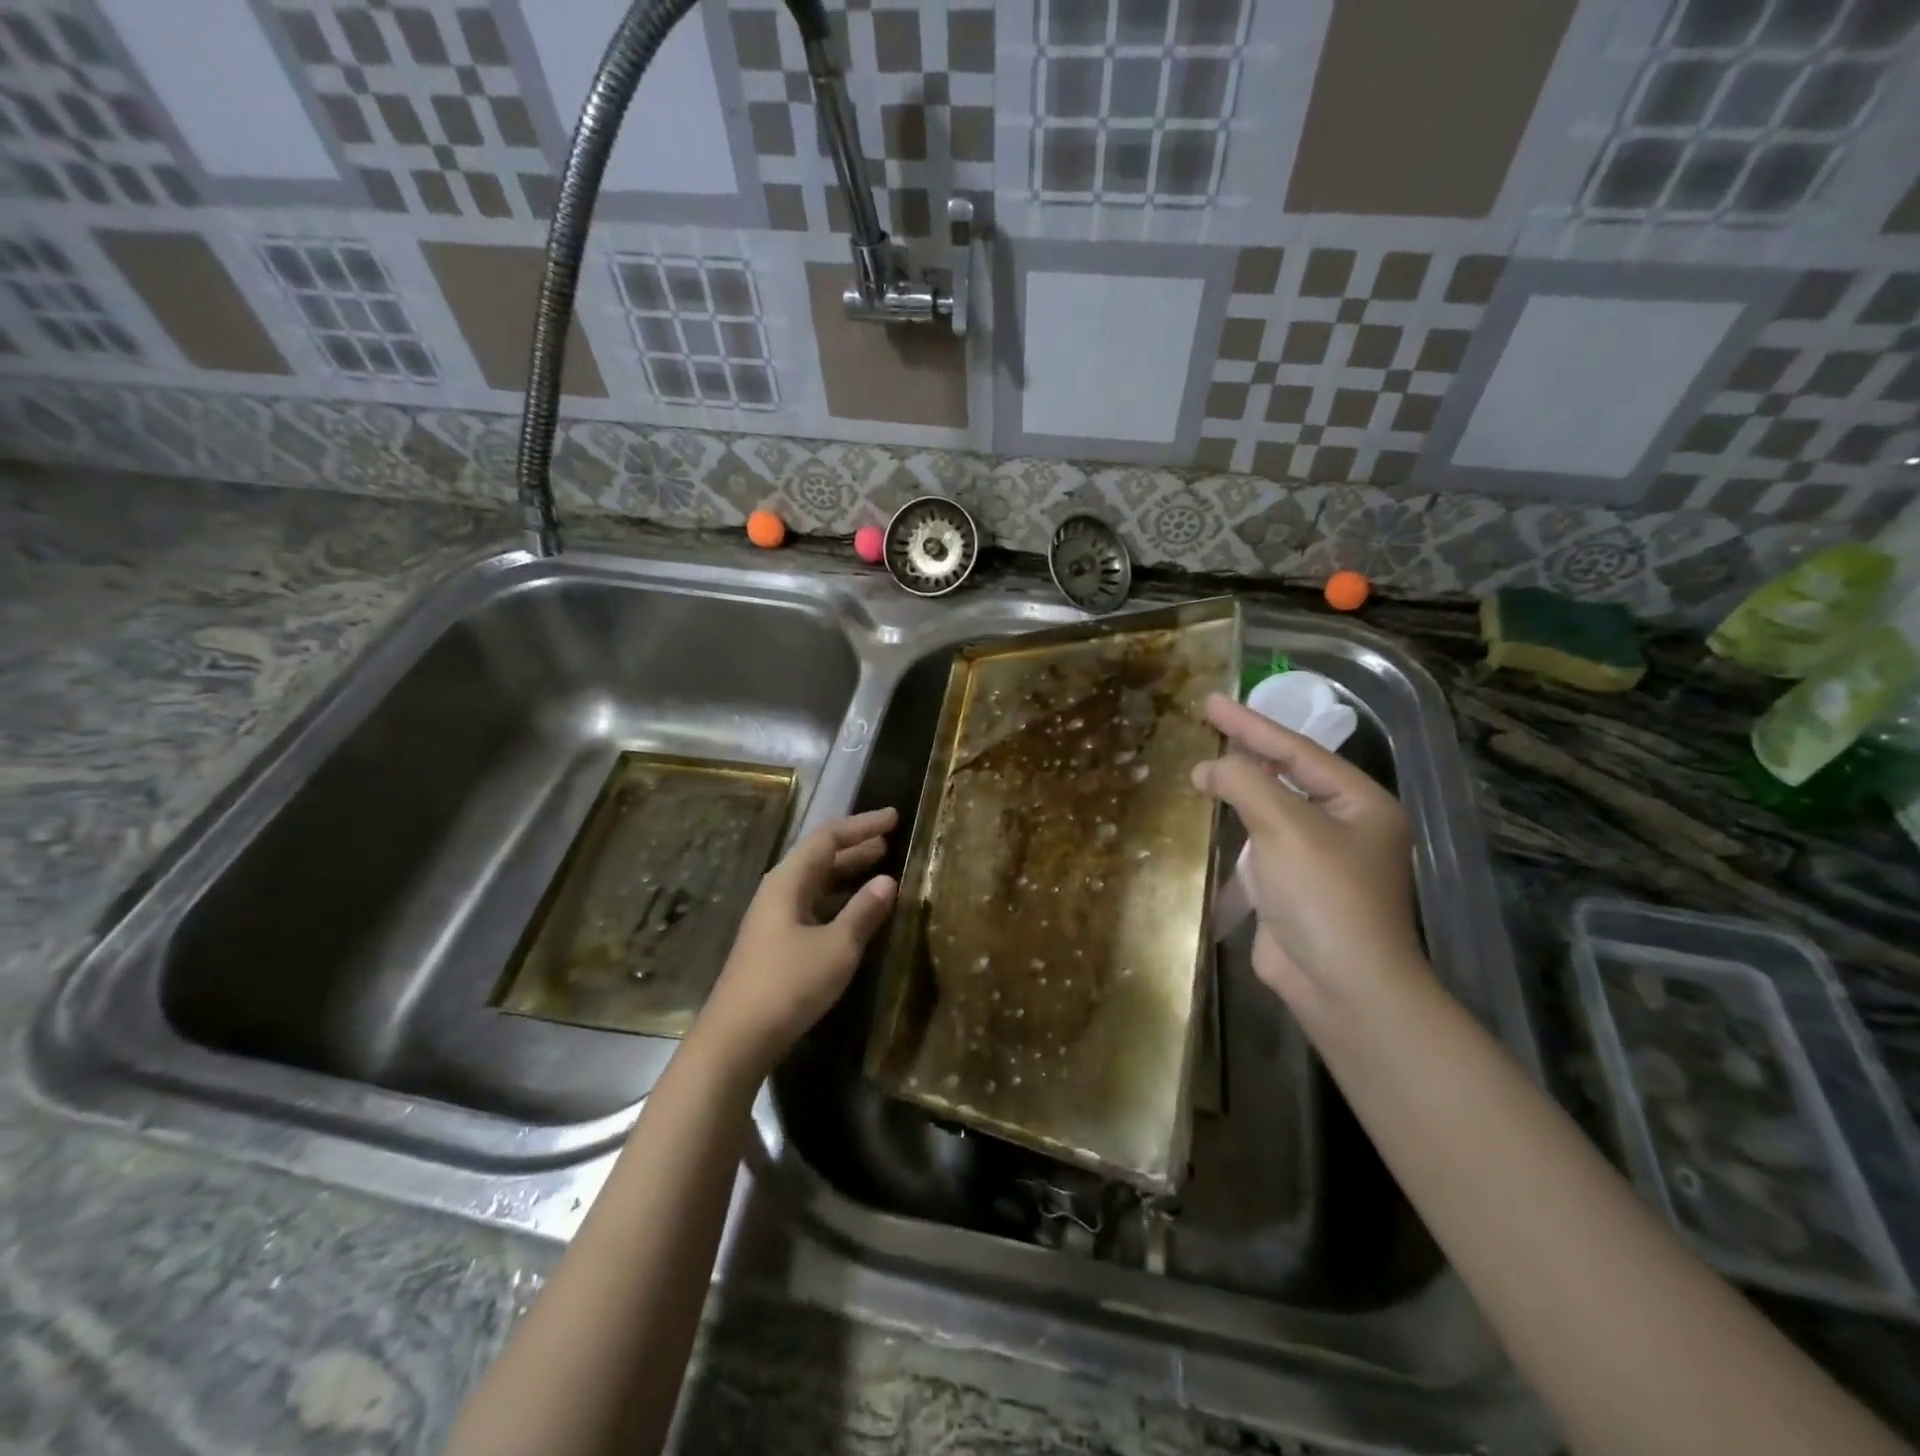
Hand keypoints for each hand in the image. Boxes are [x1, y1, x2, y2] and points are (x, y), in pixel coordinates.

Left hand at [696, 807, 898, 1077]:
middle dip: (856, 846)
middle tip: (890, 839)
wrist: (736, 1038)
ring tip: (882, 868)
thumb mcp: (837, 947)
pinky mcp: (776, 943)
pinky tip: (858, 912)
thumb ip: (863, 911)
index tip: (894, 818)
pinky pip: (814, 906)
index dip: (862, 825)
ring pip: (817, 883)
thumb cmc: (788, 985)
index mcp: (788, 881)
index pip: (828, 837)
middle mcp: (778, 891)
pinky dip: (839, 900)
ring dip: (848, 874)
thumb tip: (888, 880)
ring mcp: (774, 918)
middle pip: (820, 857)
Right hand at [1190, 693, 1424, 1019]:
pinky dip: (1234, 831)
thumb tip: (1207, 768)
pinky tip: (1208, 820)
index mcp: (1359, 803)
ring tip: (1200, 768)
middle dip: (1245, 754)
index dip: (1250, 724)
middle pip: (1286, 777)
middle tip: (1205, 725)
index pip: (1297, 751)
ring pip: (1270, 812)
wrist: (1342, 986)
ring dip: (1237, 792)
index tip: (1210, 700)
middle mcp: (1343, 826)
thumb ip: (1244, 784)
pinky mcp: (1292, 889)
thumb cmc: (1324, 895)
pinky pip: (1258, 846)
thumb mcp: (1285, 826)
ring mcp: (1318, 859)